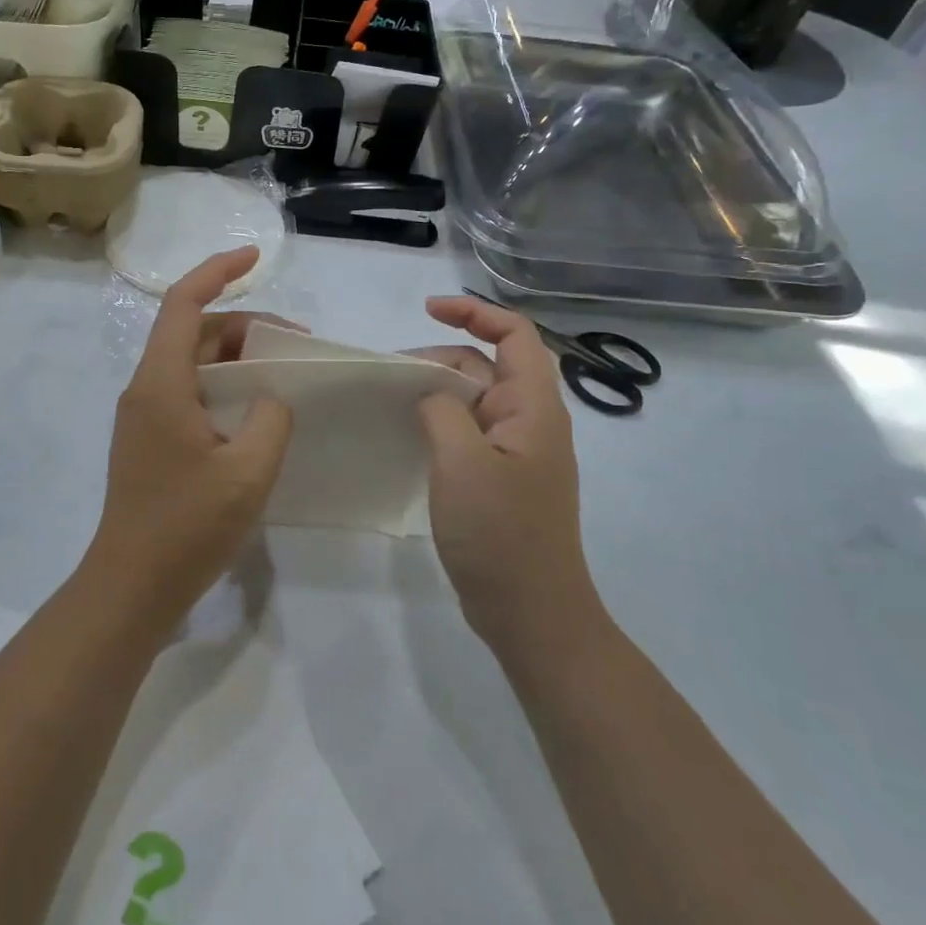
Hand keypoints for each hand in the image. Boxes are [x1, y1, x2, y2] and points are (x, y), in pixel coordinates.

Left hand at [83, 249, 294, 629]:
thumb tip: (271, 397)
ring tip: (283, 375)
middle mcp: (146, 389)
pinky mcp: (151, 441)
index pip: (183, 303)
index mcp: (161, 383)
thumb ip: (271, 418)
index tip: (256, 257)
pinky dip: (224, 387)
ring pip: (193, 364)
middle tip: (295, 343)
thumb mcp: (248, 471)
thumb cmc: (186, 527)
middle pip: (193, 332)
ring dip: (236, 359)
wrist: (130, 587)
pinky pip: (190, 393)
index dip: (218, 270)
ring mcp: (145, 416)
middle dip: (243, 324)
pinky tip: (257, 412)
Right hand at [416, 295, 597, 648]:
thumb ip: (443, 411)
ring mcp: (517, 452)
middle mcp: (531, 421)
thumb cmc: (501, 534)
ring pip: (476, 400)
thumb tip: (432, 395)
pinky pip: (470, 431)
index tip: (427, 310)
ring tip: (393, 402)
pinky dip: (441, 421)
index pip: (515, 334)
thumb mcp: (462, 463)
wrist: (532, 614)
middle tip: (391, 374)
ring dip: (438, 390)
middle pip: (487, 365)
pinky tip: (411, 434)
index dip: (474, 312)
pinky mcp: (501, 478)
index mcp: (534, 407)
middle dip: (441, 357)